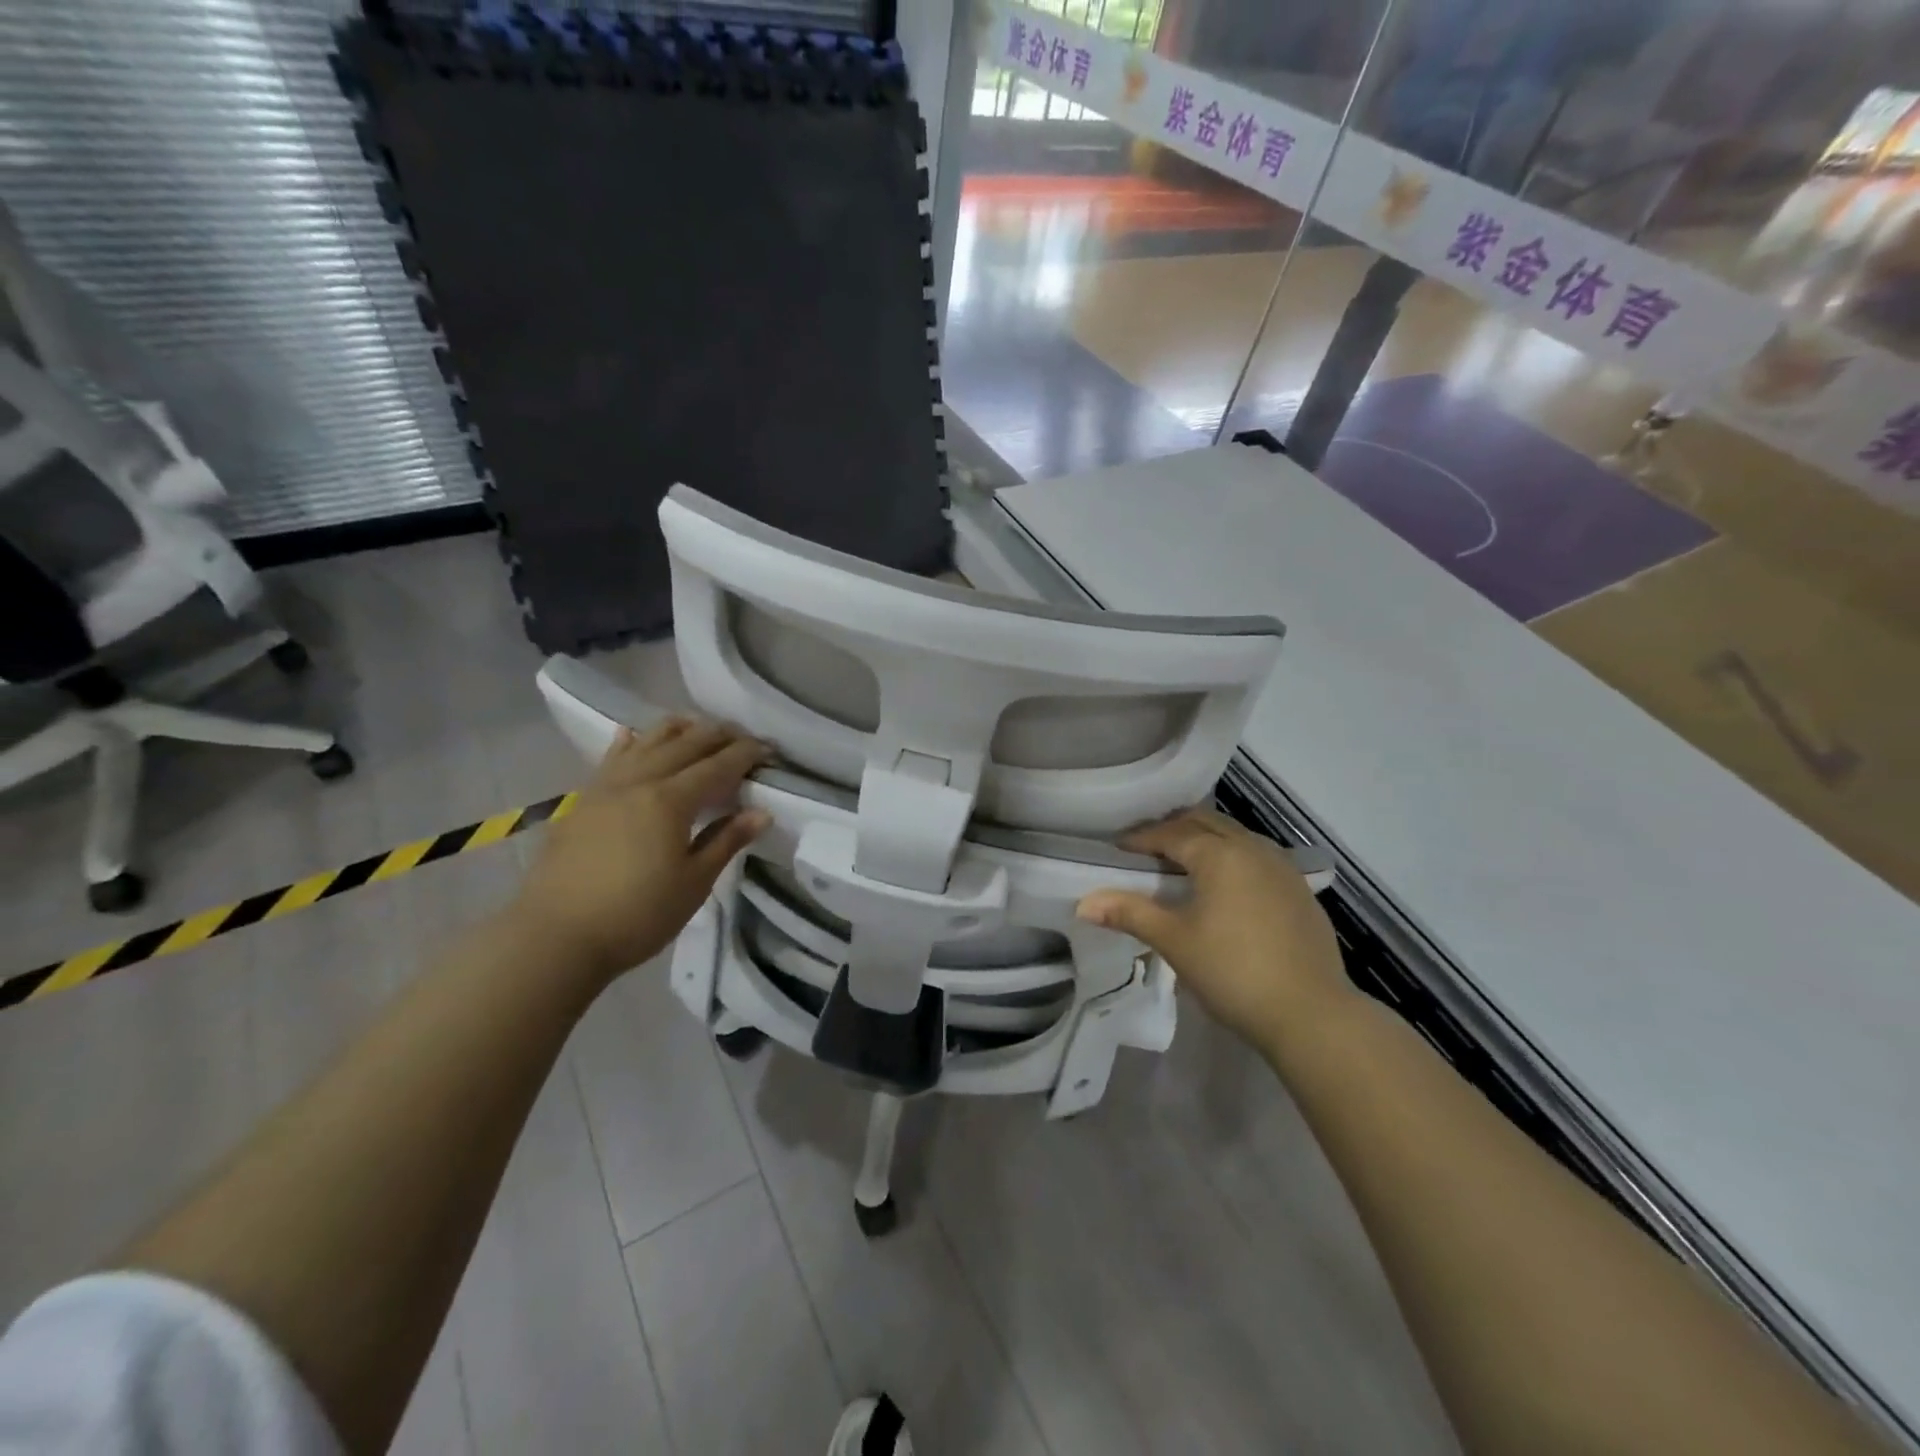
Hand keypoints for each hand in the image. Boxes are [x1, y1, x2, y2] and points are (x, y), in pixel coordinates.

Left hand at [509, 719, 770, 983]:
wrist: (554, 936)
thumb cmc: (636, 915)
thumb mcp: (693, 883)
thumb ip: (726, 841)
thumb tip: (761, 813)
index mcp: (670, 800)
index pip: (717, 766)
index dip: (745, 754)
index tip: (769, 750)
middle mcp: (638, 781)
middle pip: (684, 745)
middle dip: (718, 736)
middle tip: (743, 736)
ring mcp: (605, 787)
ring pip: (646, 742)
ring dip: (677, 730)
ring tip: (697, 726)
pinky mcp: (582, 801)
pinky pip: (611, 758)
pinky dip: (630, 742)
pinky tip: (632, 734)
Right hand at [1076, 808, 1352, 1053]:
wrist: (1312, 1015)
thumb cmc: (1233, 972)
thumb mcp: (1174, 941)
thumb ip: (1130, 914)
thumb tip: (1084, 903)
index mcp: (1220, 854)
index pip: (1171, 833)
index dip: (1140, 838)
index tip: (1116, 850)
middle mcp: (1253, 848)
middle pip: (1206, 822)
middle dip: (1173, 829)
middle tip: (1145, 849)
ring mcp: (1283, 868)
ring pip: (1235, 837)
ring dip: (1205, 840)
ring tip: (1180, 863)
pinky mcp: (1300, 890)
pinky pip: (1256, 857)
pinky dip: (1231, 858)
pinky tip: (1224, 887)